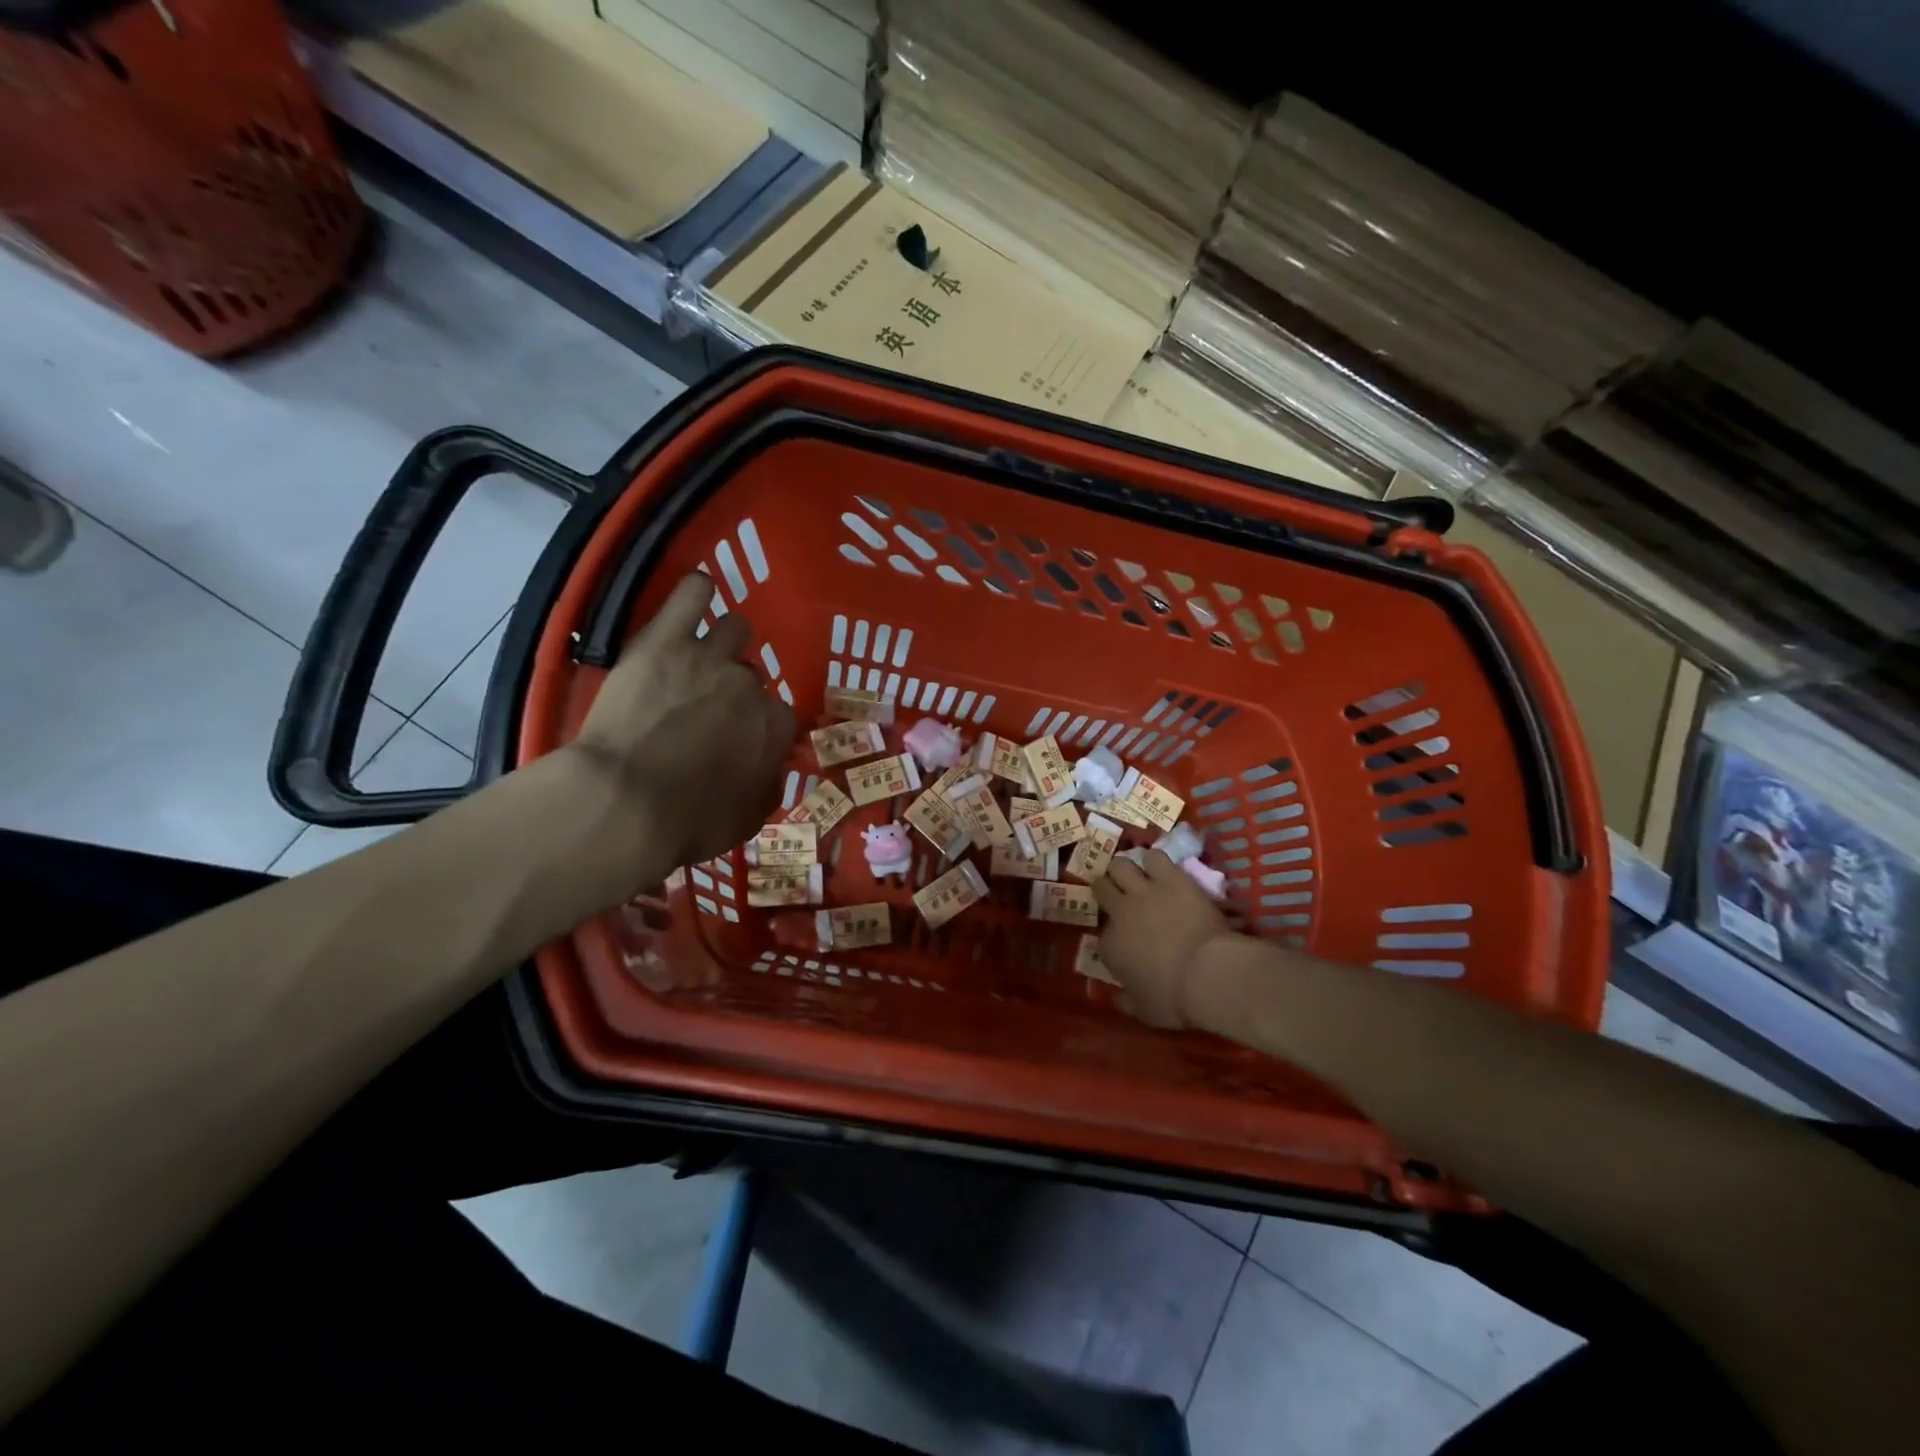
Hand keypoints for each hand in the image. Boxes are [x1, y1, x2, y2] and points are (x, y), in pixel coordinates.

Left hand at [571, 572, 794, 873]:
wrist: (623, 802)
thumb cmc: (686, 823)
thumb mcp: (743, 823)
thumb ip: (765, 790)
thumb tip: (770, 774)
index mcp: (774, 728)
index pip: (780, 717)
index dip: (760, 729)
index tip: (740, 742)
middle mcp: (751, 686)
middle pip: (752, 676)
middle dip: (735, 691)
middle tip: (706, 710)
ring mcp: (710, 657)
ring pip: (734, 628)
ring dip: (723, 642)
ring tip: (700, 657)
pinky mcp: (665, 638)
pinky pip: (693, 593)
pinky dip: (697, 592)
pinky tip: (695, 596)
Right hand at [1092, 851, 1235, 1027]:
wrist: (1208, 974)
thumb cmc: (1174, 999)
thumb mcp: (1145, 1012)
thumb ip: (1127, 1002)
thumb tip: (1116, 999)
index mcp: (1110, 946)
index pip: (1103, 935)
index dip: (1113, 934)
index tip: (1123, 939)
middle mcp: (1120, 912)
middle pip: (1102, 886)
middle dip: (1106, 887)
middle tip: (1117, 891)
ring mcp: (1144, 892)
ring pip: (1121, 864)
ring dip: (1126, 868)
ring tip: (1135, 874)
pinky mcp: (1171, 878)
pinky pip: (1155, 856)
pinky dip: (1155, 860)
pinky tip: (1161, 867)